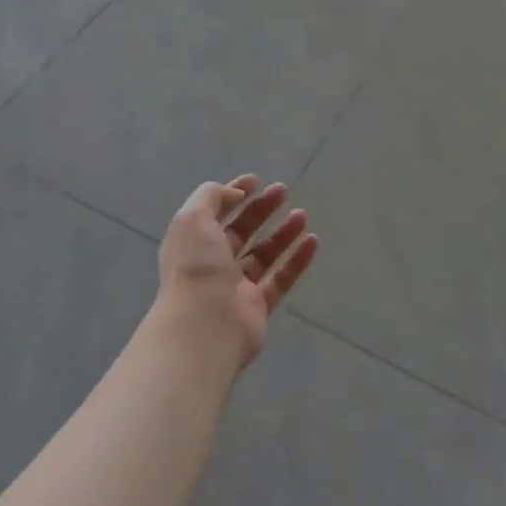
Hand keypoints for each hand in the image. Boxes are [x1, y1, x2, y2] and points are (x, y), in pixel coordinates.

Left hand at [152, 176, 317, 369]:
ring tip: (302, 214)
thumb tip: (236, 195)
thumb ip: (211, 197)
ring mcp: (235, 288)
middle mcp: (212, 265)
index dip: (233, 194)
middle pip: (240, 233)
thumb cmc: (196, 266)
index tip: (256, 180)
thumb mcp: (192, 218)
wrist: (204, 325)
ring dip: (282, 233)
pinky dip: (297, 260)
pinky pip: (281, 279)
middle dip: (261, 210)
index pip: (214, 214)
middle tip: (283, 191)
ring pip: (263, 255)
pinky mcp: (258, 307)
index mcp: (193, 244)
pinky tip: (313, 240)